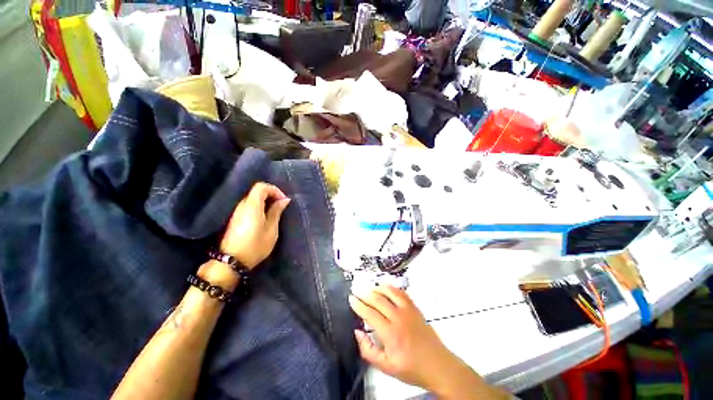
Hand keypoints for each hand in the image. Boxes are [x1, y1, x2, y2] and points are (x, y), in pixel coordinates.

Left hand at [219, 182, 290, 268]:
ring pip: (253, 198)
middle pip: (257, 191)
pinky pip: (249, 206)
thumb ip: (276, 211)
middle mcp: (242, 205)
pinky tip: (265, 218)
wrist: (231, 262)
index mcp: (252, 206)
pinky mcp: (235, 218)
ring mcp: (237, 212)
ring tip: (275, 213)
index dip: (274, 190)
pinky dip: (259, 207)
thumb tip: (284, 199)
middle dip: (271, 195)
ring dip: (266, 202)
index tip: (283, 201)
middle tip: (281, 207)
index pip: (261, 186)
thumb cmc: (255, 245)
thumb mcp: (271, 229)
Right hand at [348, 285, 463, 391]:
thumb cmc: (411, 368)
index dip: (358, 305)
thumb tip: (357, 332)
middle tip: (356, 291)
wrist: (437, 365)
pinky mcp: (415, 308)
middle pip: (378, 300)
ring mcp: (408, 311)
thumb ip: (368, 351)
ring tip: (369, 288)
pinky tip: (386, 288)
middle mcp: (398, 318)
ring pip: (390, 292)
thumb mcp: (386, 367)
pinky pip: (401, 293)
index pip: (370, 313)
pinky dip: (392, 288)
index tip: (351, 299)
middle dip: (365, 294)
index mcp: (390, 334)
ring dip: (377, 288)